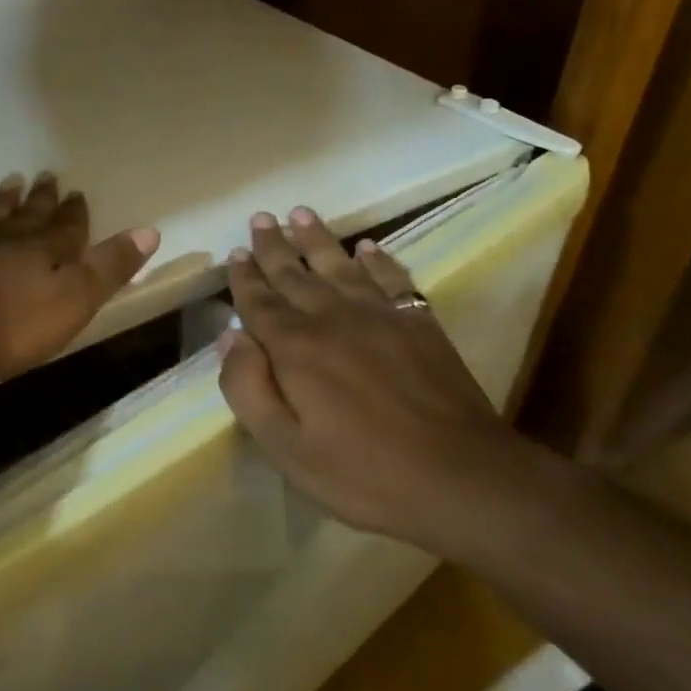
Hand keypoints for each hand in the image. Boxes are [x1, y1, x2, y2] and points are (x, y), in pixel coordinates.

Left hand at [0, 173, 159, 389]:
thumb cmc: (14, 324)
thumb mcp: (75, 299)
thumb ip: (110, 266)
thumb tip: (150, 230)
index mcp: (46, 248)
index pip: (67, 225)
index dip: (74, 212)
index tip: (77, 193)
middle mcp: (8, 237)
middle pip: (29, 214)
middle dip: (41, 199)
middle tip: (46, 176)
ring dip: (4, 201)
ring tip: (10, 183)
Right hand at [217, 206, 543, 558]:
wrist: (461, 477)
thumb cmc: (363, 472)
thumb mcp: (286, 447)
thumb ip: (248, 389)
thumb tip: (230, 338)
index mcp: (296, 348)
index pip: (260, 302)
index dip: (245, 278)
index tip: (235, 253)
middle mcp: (333, 318)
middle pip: (295, 274)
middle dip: (273, 246)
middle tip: (260, 218)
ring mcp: (381, 316)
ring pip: (340, 265)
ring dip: (317, 238)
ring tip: (300, 213)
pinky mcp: (419, 324)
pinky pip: (391, 277)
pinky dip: (377, 259)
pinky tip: (368, 246)